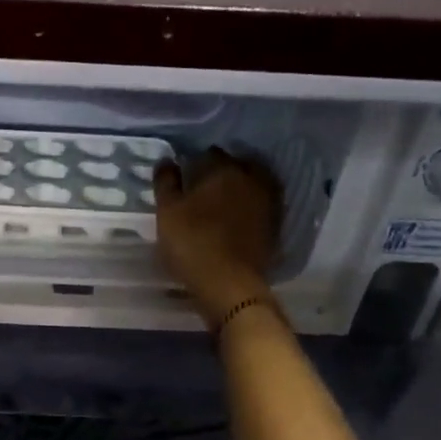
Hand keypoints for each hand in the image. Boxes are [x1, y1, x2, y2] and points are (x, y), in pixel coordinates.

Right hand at [153, 148, 282, 322]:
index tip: (184, 174)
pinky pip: (259, 206)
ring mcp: (267, 202)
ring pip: (251, 184)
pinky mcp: (274, 225)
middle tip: (202, 187)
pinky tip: (235, 218)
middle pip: (236, 165)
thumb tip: (167, 160)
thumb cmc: (192, 244)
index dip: (195, 162)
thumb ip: (166, 183)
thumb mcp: (167, 212)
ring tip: (219, 202)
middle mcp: (251, 178)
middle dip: (221, 171)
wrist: (229, 285)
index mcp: (224, 169)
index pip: (209, 154)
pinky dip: (248, 207)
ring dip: (238, 188)